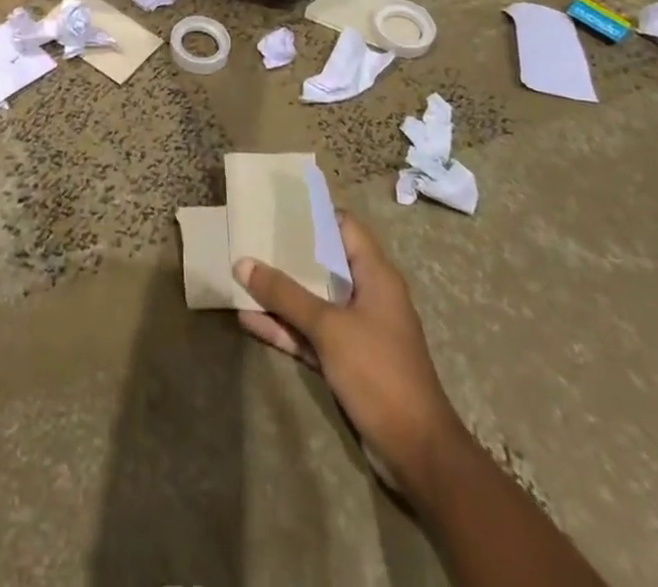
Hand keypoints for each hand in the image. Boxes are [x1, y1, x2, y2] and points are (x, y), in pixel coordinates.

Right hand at [235, 210, 465, 488]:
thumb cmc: (379, 372)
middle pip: (323, 263)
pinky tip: (248, 320)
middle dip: (287, 253)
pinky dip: (284, 327)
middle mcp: (367, 296)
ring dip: (280, 293)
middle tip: (249, 235)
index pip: (344, 227)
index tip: (277, 204)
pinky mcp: (346, 360)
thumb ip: (285, 294)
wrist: (417, 452)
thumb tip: (242, 262)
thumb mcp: (328, 327)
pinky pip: (310, 333)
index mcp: (375, 276)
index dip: (313, 213)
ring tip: (240, 276)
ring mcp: (356, 330)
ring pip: (312, 300)